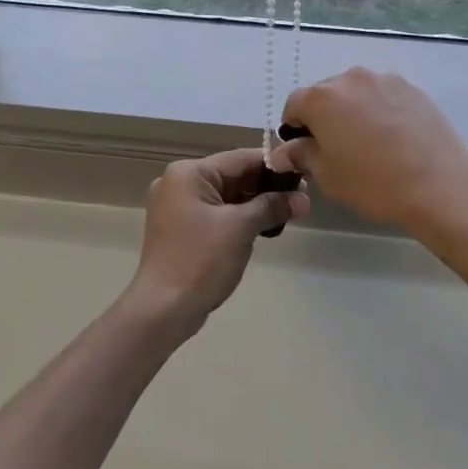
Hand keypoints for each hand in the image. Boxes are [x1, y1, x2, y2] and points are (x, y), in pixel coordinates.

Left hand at [125, 149, 307, 336]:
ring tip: (290, 213)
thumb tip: (303, 198)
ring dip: (256, 205)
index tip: (304, 173)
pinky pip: (217, 214)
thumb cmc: (201, 260)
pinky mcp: (181, 229)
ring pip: (226, 196)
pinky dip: (240, 218)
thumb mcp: (241, 228)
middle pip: (232, 176)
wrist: (163, 309)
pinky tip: (265, 228)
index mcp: (188, 173)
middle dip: (267, 188)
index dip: (274, 166)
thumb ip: (272, 207)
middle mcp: (179, 183)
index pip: (240, 159)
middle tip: (301, 198)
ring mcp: (177, 207)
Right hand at [272, 68, 467, 234]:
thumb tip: (283, 152)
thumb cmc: (373, 183)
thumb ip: (301, 156)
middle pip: (325, 94)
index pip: (294, 105)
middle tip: (337, 149)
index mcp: (321, 98)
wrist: (439, 184)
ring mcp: (384, 80)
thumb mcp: (327, 176)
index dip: (294, 128)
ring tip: (369, 143)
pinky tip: (394, 138)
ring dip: (354, 111)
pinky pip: (384, 96)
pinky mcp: (412, 88)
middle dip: (324, 117)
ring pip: (357, 93)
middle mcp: (350, 79)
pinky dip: (381, 110)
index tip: (304, 150)